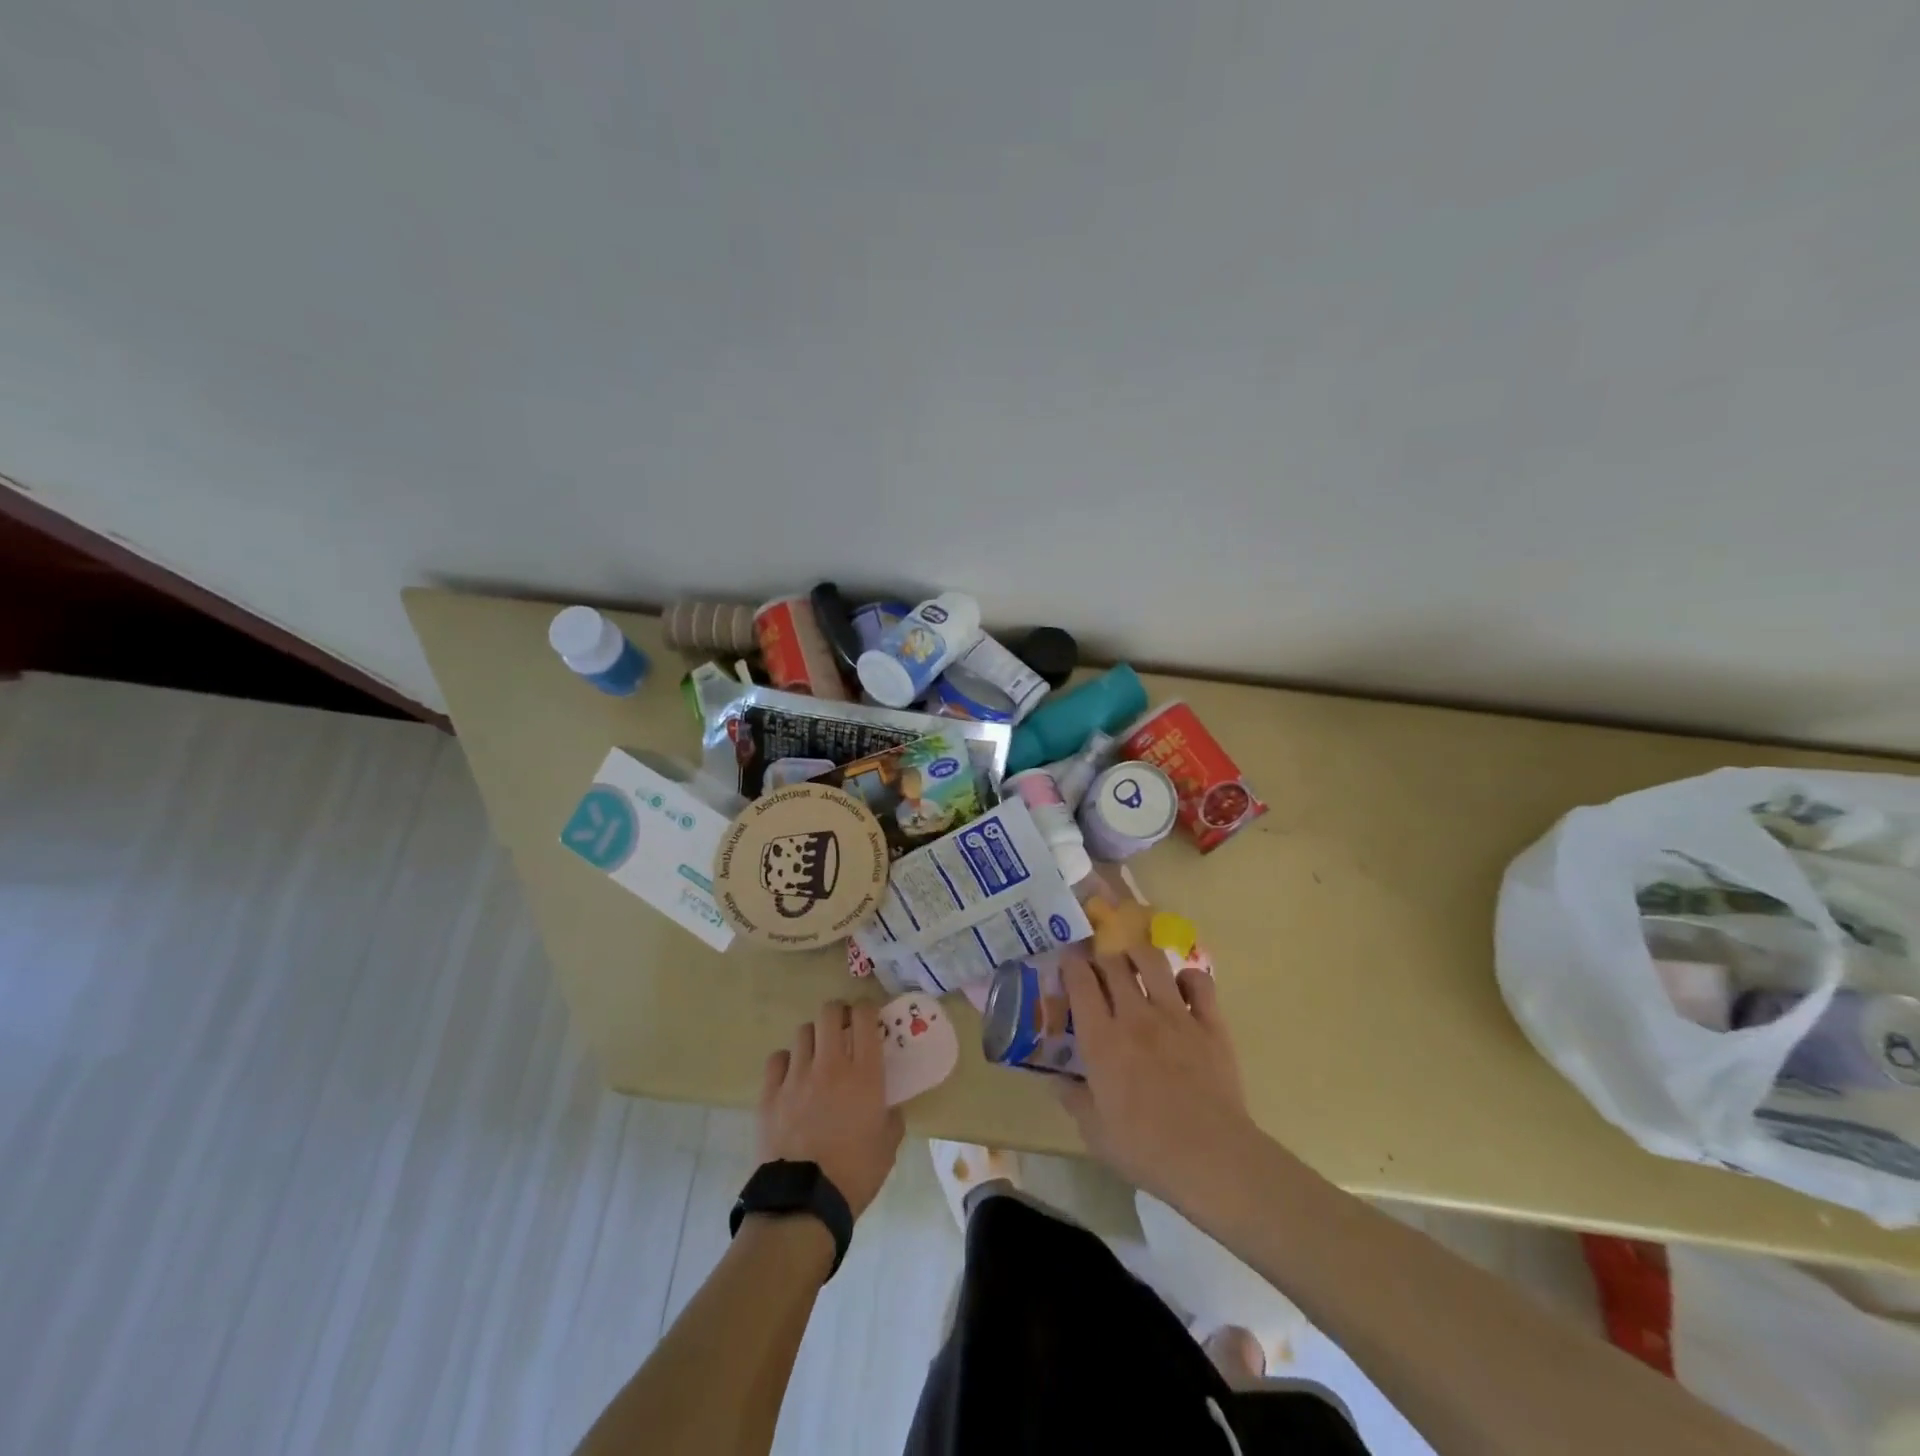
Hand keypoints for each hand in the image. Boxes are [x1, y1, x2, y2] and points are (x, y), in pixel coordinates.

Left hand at [758, 1000, 903, 1218]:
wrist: (804, 1204)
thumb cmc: (855, 1174)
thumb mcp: (888, 1145)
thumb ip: (891, 1115)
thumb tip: (888, 1105)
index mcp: (864, 1073)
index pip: (864, 1016)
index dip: (866, 1008)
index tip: (868, 1017)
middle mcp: (830, 1064)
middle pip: (829, 1012)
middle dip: (838, 1013)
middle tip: (843, 1028)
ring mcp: (796, 1077)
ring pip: (803, 1032)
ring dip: (814, 1038)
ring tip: (817, 1055)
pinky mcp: (769, 1094)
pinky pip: (777, 1059)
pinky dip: (787, 1061)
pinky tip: (792, 1077)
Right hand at [1057, 947, 1259, 1206]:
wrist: (1212, 1157)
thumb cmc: (1145, 1149)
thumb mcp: (1094, 1132)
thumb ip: (1074, 1099)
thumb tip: (1058, 1080)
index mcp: (1101, 1039)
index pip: (1080, 981)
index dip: (1070, 964)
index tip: (1067, 963)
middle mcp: (1134, 1015)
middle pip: (1113, 963)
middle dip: (1101, 958)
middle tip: (1099, 968)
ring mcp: (1176, 1015)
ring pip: (1153, 961)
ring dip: (1138, 956)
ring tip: (1135, 963)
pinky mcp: (1210, 1024)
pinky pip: (1199, 982)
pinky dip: (1188, 978)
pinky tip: (1181, 988)